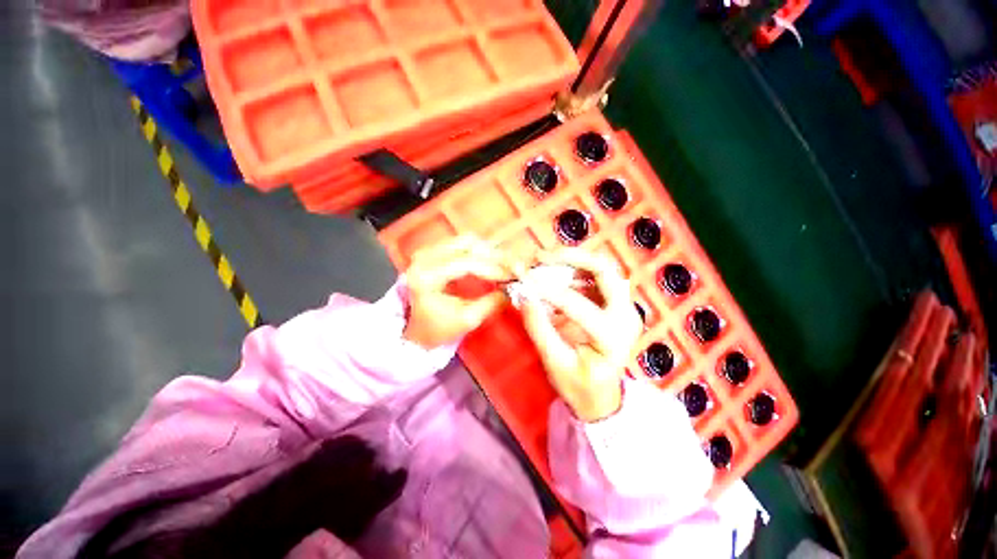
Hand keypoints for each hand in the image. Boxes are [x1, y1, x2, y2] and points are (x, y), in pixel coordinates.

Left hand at [403, 236, 514, 348]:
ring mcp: (427, 251)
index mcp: (426, 278)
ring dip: (489, 252)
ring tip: (505, 265)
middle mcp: (423, 258)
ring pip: (466, 241)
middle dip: (494, 256)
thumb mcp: (468, 320)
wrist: (419, 328)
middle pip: (467, 245)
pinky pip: (462, 243)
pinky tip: (493, 261)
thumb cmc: (440, 328)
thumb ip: (491, 303)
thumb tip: (512, 287)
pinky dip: (481, 251)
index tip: (512, 276)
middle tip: (514, 267)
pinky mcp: (433, 251)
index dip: (492, 268)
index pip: (465, 263)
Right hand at [519, 249, 641, 421]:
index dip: (549, 291)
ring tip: (543, 258)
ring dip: (572, 258)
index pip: (579, 306)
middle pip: (604, 271)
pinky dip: (573, 267)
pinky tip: (553, 269)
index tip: (524, 281)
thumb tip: (525, 297)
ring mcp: (624, 306)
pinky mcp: (615, 302)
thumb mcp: (555, 364)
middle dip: (571, 257)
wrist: (602, 395)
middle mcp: (626, 316)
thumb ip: (540, 330)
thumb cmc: (580, 386)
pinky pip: (595, 275)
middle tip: (540, 257)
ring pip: (602, 268)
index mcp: (612, 338)